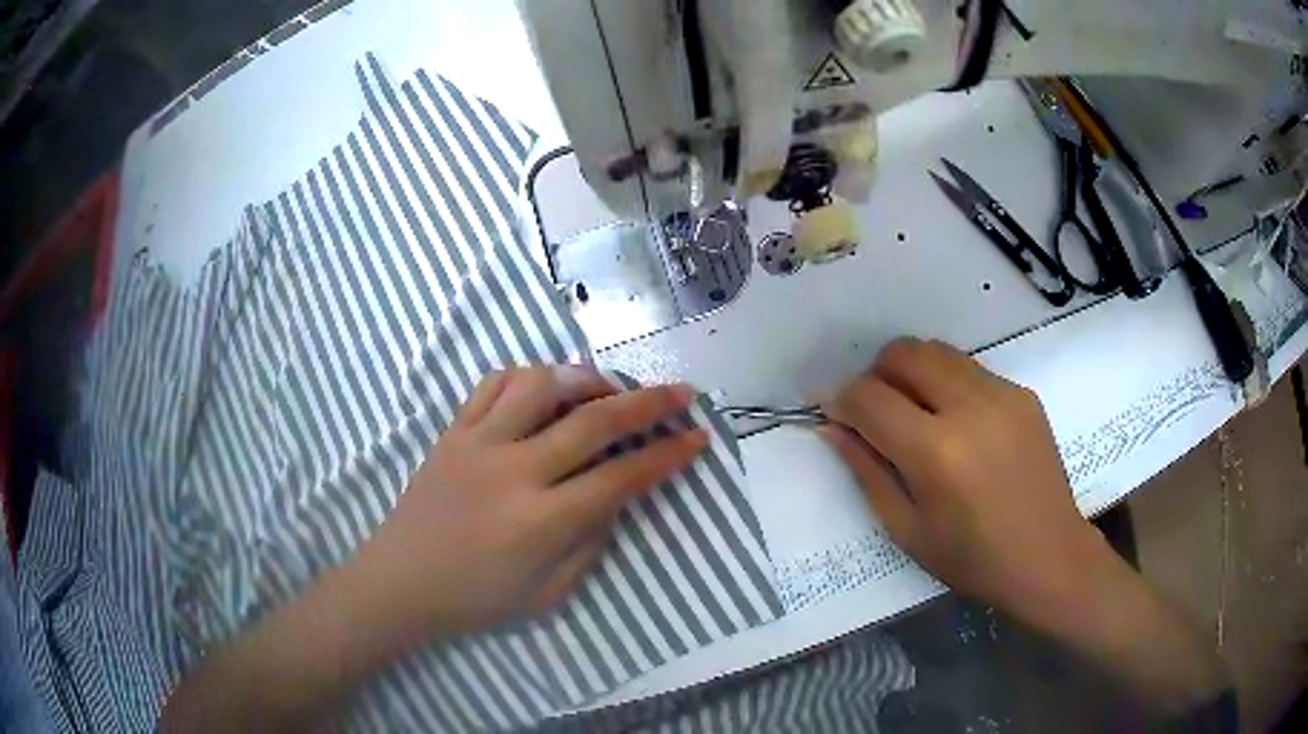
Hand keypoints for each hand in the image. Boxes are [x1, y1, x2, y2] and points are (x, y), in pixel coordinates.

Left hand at [347, 366, 706, 646]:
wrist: (401, 583)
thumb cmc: (476, 600)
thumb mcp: (549, 594)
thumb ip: (590, 542)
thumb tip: (614, 496)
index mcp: (541, 521)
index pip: (621, 477)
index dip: (666, 456)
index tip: (697, 438)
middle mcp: (513, 471)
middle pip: (592, 421)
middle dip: (647, 404)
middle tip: (681, 393)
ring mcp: (478, 443)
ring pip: (540, 385)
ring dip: (584, 378)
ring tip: (606, 389)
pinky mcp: (452, 432)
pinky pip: (492, 384)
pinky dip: (527, 377)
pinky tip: (545, 390)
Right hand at [819, 337, 1109, 632]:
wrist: (1049, 557)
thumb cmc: (972, 559)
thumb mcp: (907, 529)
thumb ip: (866, 471)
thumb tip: (833, 425)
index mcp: (936, 452)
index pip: (869, 396)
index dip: (842, 399)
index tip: (835, 413)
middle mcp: (970, 408)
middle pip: (905, 353)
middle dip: (877, 373)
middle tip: (876, 411)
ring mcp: (1002, 394)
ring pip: (938, 351)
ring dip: (913, 372)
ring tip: (916, 413)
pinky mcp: (1023, 393)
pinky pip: (970, 369)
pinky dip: (948, 383)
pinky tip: (958, 424)